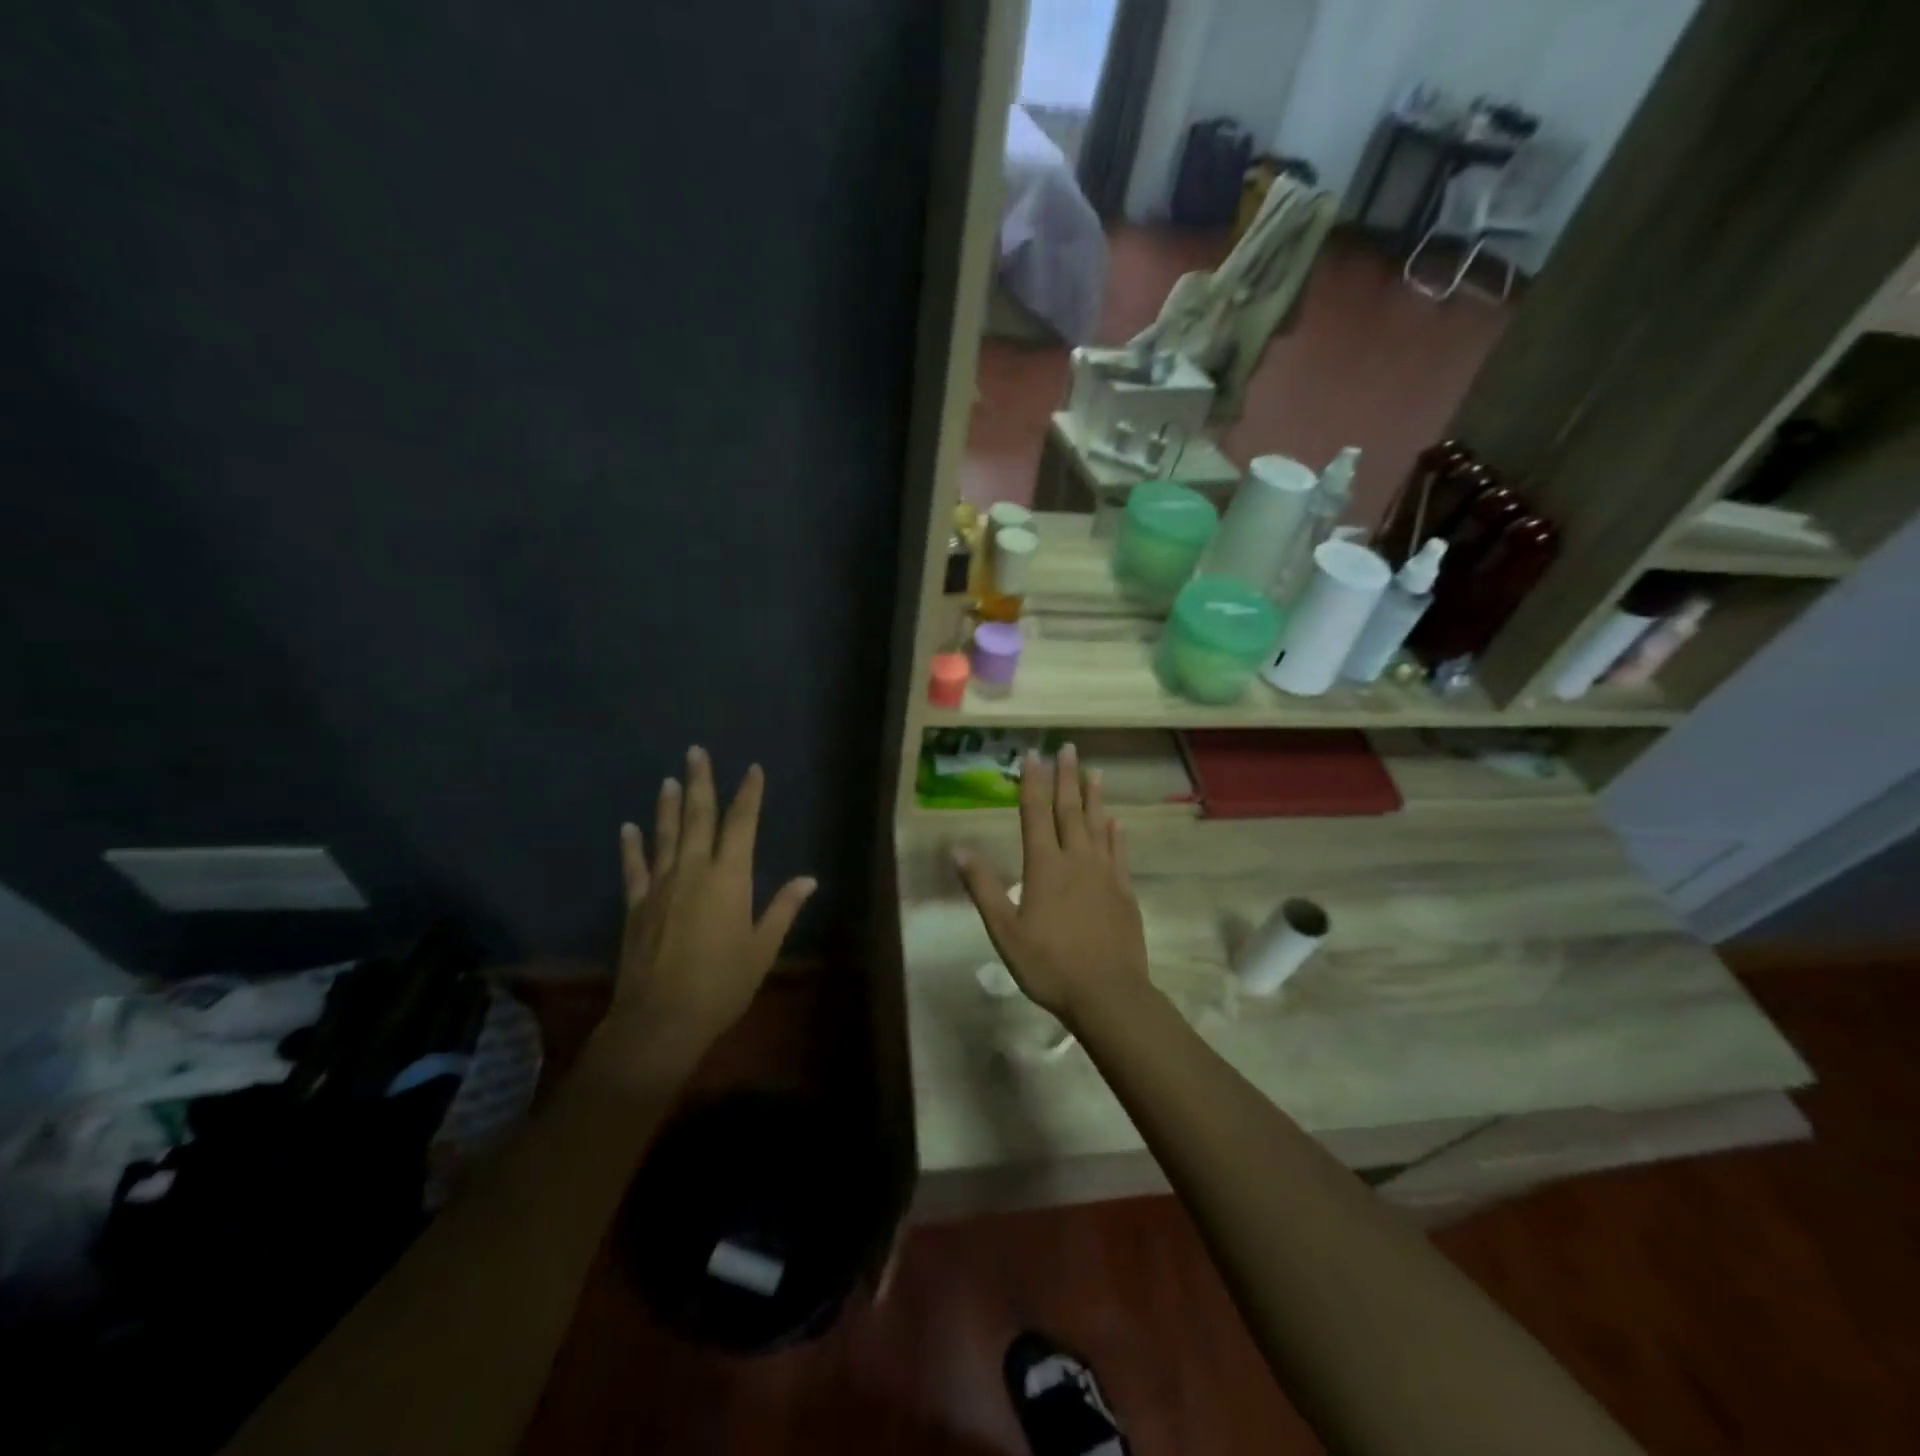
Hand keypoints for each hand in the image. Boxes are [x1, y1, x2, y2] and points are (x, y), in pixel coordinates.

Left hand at [602, 746, 816, 1069]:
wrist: (660, 1020)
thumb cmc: (722, 984)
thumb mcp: (762, 948)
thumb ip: (782, 908)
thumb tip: (808, 879)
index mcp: (730, 878)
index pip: (742, 825)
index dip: (749, 795)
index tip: (752, 769)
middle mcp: (694, 871)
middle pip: (699, 817)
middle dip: (701, 782)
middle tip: (696, 751)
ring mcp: (660, 886)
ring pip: (666, 835)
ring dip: (669, 805)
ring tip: (669, 779)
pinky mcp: (636, 905)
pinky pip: (633, 868)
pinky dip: (631, 846)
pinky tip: (627, 827)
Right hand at [954, 742, 1151, 1026]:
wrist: (1108, 994)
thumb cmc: (1049, 964)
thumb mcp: (1004, 929)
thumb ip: (982, 887)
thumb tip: (958, 848)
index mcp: (1044, 866)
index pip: (1035, 814)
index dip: (1033, 783)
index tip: (1034, 754)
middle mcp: (1076, 860)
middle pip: (1069, 811)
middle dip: (1066, 778)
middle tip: (1068, 748)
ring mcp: (1104, 874)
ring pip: (1098, 825)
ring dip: (1094, 797)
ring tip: (1094, 771)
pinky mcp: (1123, 892)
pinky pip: (1119, 853)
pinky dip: (1116, 834)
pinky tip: (1117, 821)